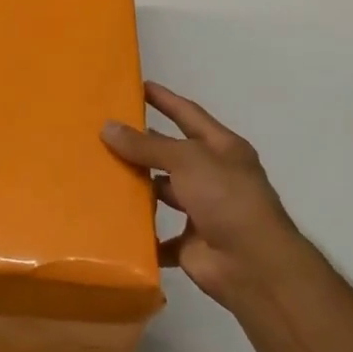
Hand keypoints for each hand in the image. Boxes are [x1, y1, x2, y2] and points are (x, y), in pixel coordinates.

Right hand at [101, 82, 309, 309]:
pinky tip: (111, 222)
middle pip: (171, 155)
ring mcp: (202, 211)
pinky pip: (158, 235)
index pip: (188, 115)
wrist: (253, 265)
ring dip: (138, 187)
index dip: (165, 100)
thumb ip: (147, 146)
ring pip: (162, 193)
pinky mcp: (190, 243)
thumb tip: (108, 127)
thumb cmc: (226, 199)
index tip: (138, 86)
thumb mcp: (187, 160)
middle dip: (142, 145)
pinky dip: (140, 232)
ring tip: (99, 175)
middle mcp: (213, 176)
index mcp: (222, 149)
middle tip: (103, 134)